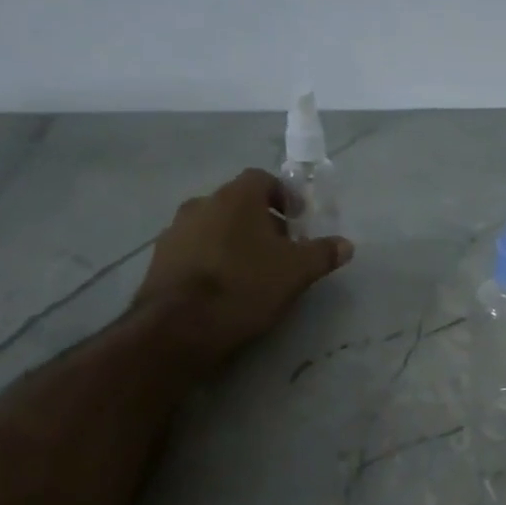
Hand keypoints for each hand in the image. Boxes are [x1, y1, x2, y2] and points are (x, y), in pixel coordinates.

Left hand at [132, 168, 353, 369]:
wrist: (180, 326)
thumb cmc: (246, 286)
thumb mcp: (296, 272)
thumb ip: (322, 253)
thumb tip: (345, 245)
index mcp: (236, 197)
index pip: (262, 179)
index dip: (283, 196)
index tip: (297, 220)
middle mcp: (201, 203)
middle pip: (237, 203)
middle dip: (260, 221)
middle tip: (279, 249)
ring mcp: (175, 230)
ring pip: (213, 226)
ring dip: (232, 240)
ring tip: (250, 271)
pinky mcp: (159, 259)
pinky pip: (193, 249)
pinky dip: (210, 259)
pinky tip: (222, 287)